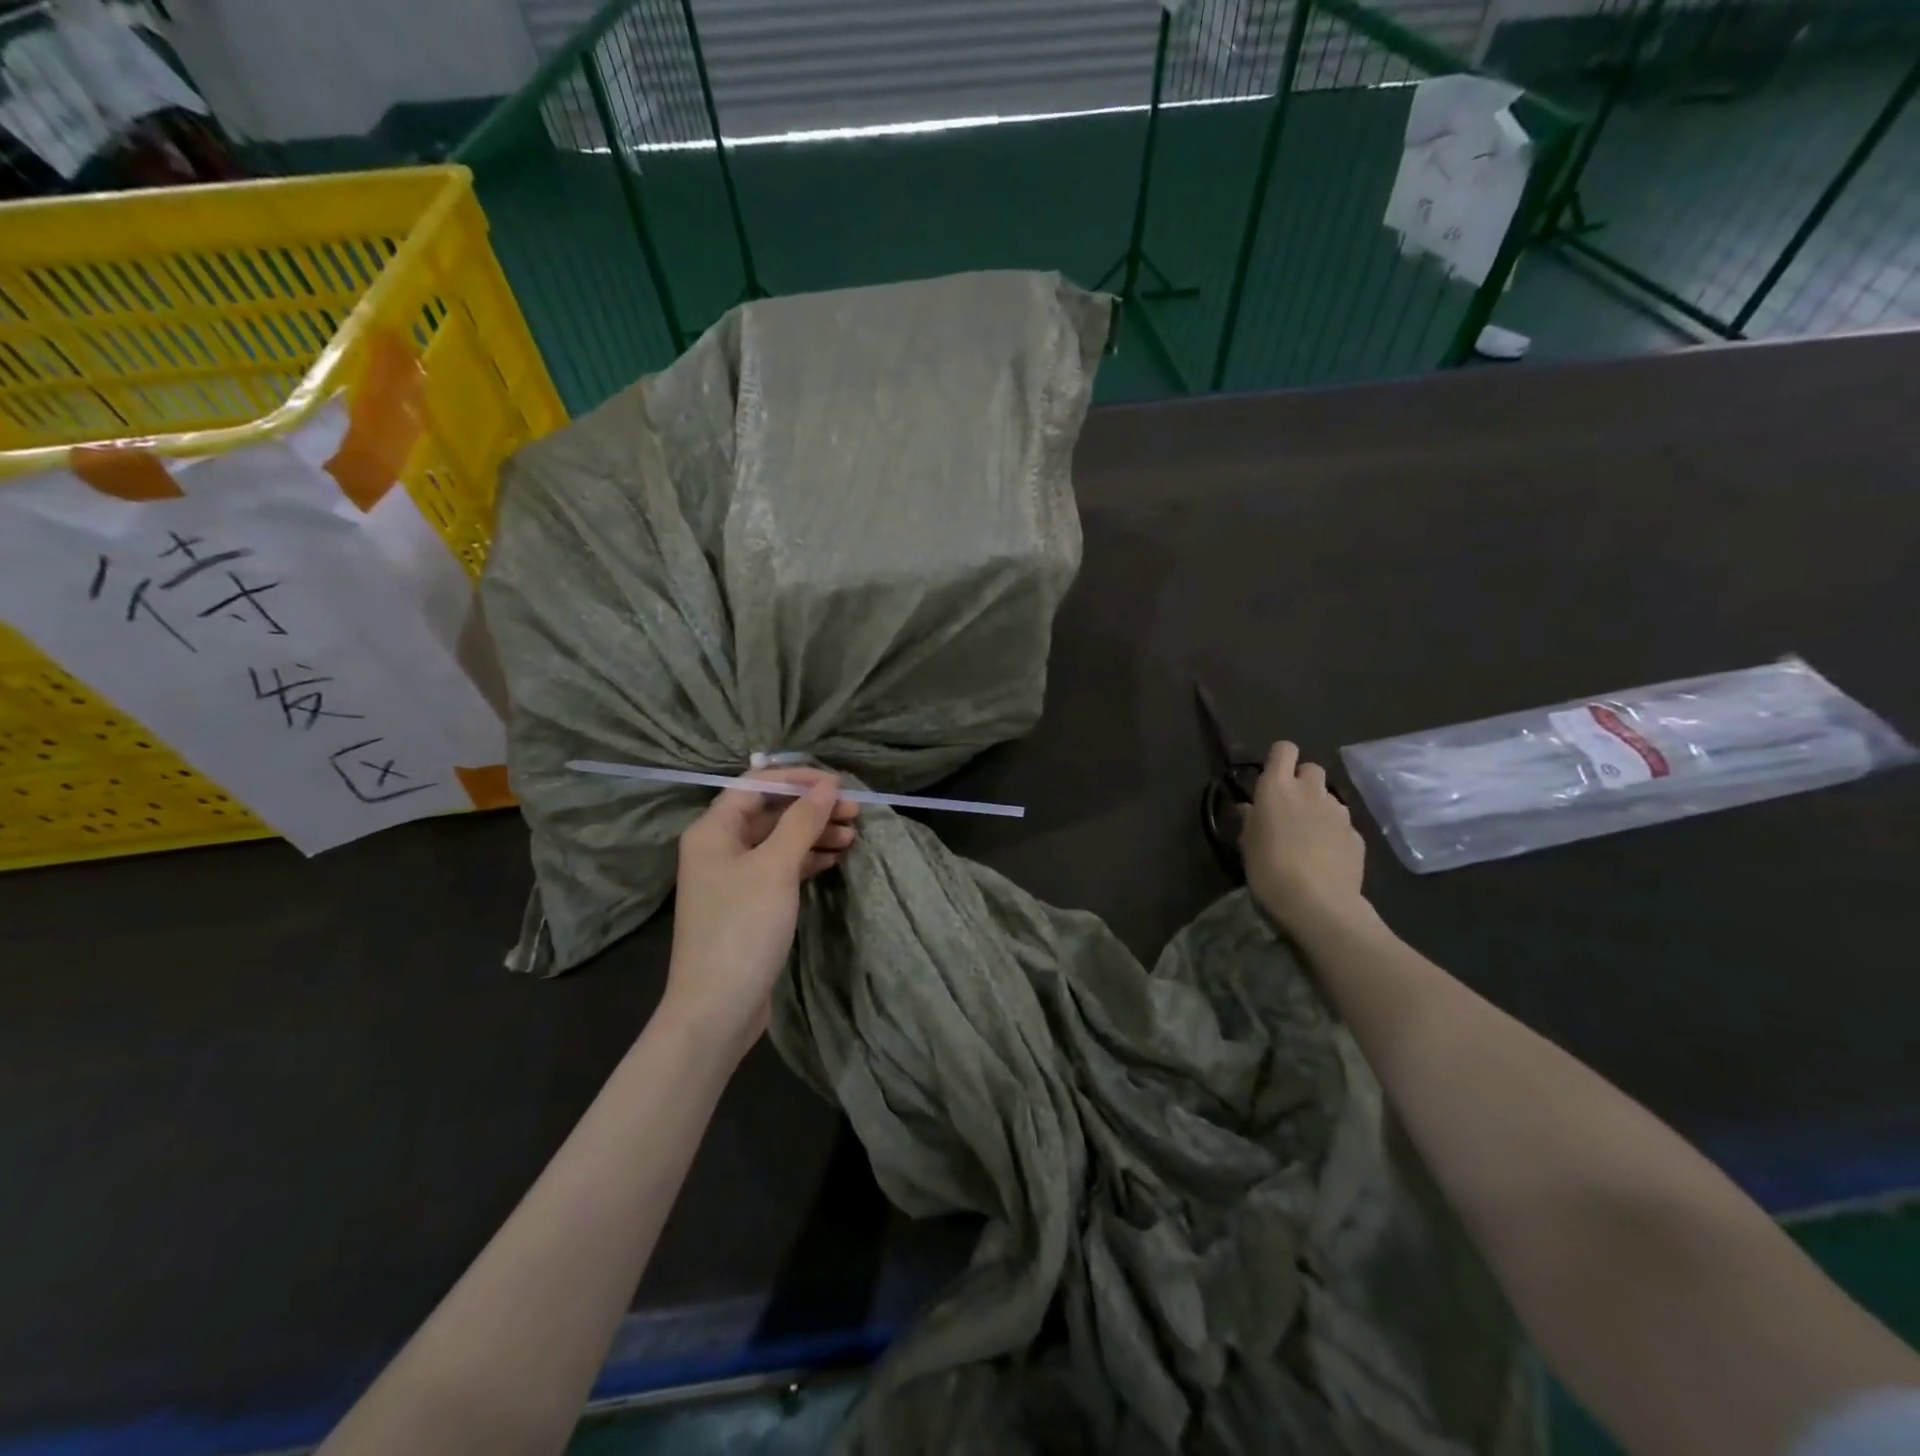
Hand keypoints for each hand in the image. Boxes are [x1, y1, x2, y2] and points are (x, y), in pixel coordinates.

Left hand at [664, 769, 858, 1060]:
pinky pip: (780, 867)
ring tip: (852, 838)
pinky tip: (834, 859)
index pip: (756, 785)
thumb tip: (827, 785)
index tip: (839, 785)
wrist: (717, 1008)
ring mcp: (733, 877)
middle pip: (770, 812)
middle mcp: (719, 847)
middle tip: (855, 813)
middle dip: (812, 808)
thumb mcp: (776, 868)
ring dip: (814, 834)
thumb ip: (802, 821)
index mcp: (713, 830)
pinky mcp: (748, 903)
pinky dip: (806, 860)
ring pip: (779, 840)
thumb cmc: (742, 928)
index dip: (799, 780)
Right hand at [1242, 742, 1365, 928]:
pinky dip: (1334, 832)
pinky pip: (1342, 823)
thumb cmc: (1269, 869)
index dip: (1279, 759)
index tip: (1271, 777)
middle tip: (1290, 808)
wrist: (1318, 904)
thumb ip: (1250, 819)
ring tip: (1309, 835)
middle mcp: (1310, 791)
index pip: (1284, 749)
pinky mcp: (1356, 834)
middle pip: (1311, 768)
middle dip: (1302, 782)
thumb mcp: (1247, 844)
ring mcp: (1338, 811)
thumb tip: (1250, 807)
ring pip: (1329, 796)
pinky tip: (1326, 856)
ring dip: (1319, 807)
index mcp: (1277, 787)